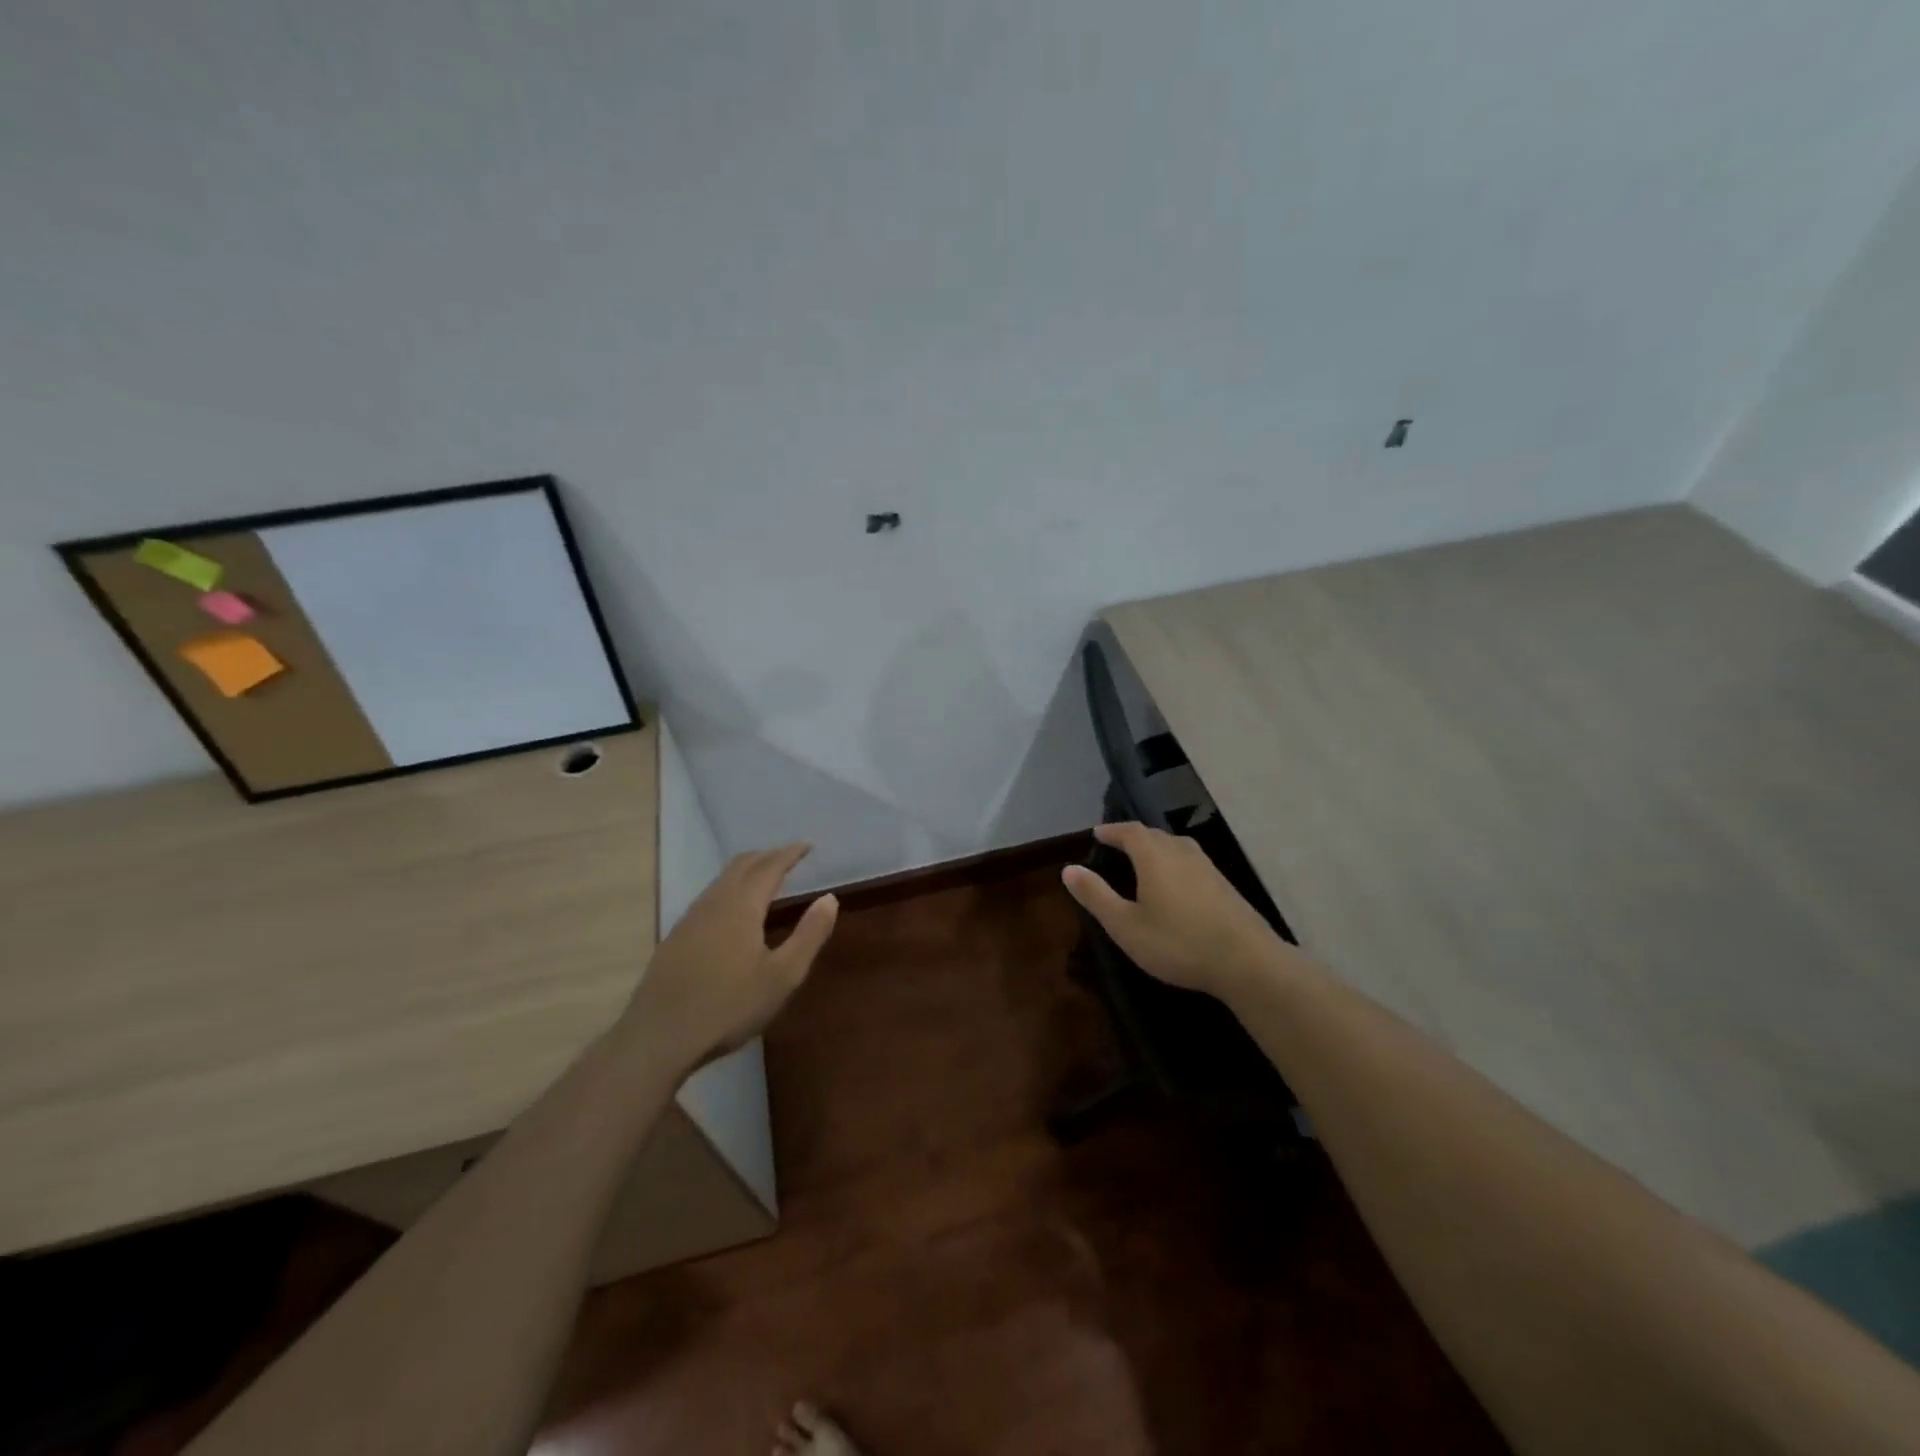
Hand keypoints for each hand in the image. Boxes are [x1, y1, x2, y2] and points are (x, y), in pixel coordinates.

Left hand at [626, 844, 838, 1069]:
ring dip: (746, 871)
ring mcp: (690, 919)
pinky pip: (709, 897)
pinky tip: (733, 911)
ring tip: (765, 878)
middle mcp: (714, 903)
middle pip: (741, 865)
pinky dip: (730, 889)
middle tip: (789, 857)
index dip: (790, 853)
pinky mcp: (676, 938)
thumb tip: (829, 898)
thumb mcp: (783, 976)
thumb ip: (809, 935)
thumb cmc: (728, 1006)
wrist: (658, 1037)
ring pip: (721, 880)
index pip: (770, 867)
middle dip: (767, 856)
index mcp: (741, 906)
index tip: (807, 845)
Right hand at [1062, 822, 1299, 998]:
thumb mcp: (1125, 925)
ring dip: (1156, 848)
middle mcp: (1181, 852)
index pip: (1129, 831)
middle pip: (1154, 835)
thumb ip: (1096, 895)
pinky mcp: (1224, 885)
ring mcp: (1207, 867)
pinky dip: (1174, 863)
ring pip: (1176, 846)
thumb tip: (1068, 868)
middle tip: (1117, 845)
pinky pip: (1191, 862)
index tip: (1097, 834)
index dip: (1112, 831)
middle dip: (1133, 837)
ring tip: (1143, 861)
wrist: (1247, 962)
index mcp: (1154, 856)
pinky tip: (1175, 884)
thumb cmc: (1178, 942)